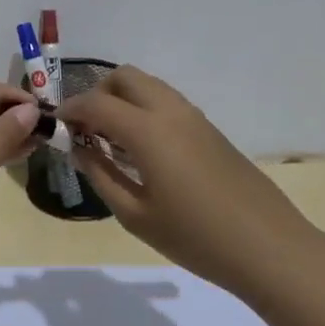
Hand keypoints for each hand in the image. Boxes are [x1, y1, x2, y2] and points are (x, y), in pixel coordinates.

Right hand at [58, 66, 324, 300]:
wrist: (268, 247)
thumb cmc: (194, 237)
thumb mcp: (135, 214)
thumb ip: (100, 174)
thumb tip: (78, 148)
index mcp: (147, 130)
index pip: (96, 102)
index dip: (70, 110)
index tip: (56, 126)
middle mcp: (170, 111)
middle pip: (124, 78)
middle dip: (97, 94)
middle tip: (86, 131)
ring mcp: (194, 117)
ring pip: (148, 86)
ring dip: (123, 101)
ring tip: (112, 142)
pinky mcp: (210, 130)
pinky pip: (167, 103)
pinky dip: (144, 111)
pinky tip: (142, 151)